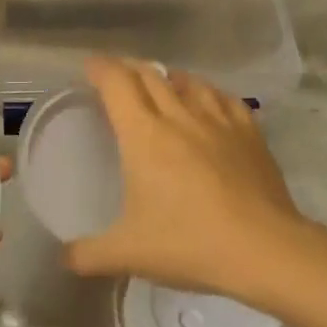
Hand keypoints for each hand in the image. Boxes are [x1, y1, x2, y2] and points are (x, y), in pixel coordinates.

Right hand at [65, 57, 311, 298]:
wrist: (265, 249)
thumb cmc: (190, 244)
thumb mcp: (129, 254)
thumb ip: (88, 254)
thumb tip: (62, 258)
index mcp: (144, 135)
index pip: (117, 83)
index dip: (100, 68)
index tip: (89, 67)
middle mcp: (179, 116)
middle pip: (150, 74)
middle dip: (128, 68)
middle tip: (116, 77)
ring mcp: (218, 121)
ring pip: (187, 81)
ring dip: (167, 76)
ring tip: (159, 83)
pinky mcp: (249, 132)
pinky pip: (223, 97)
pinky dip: (206, 91)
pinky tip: (206, 100)